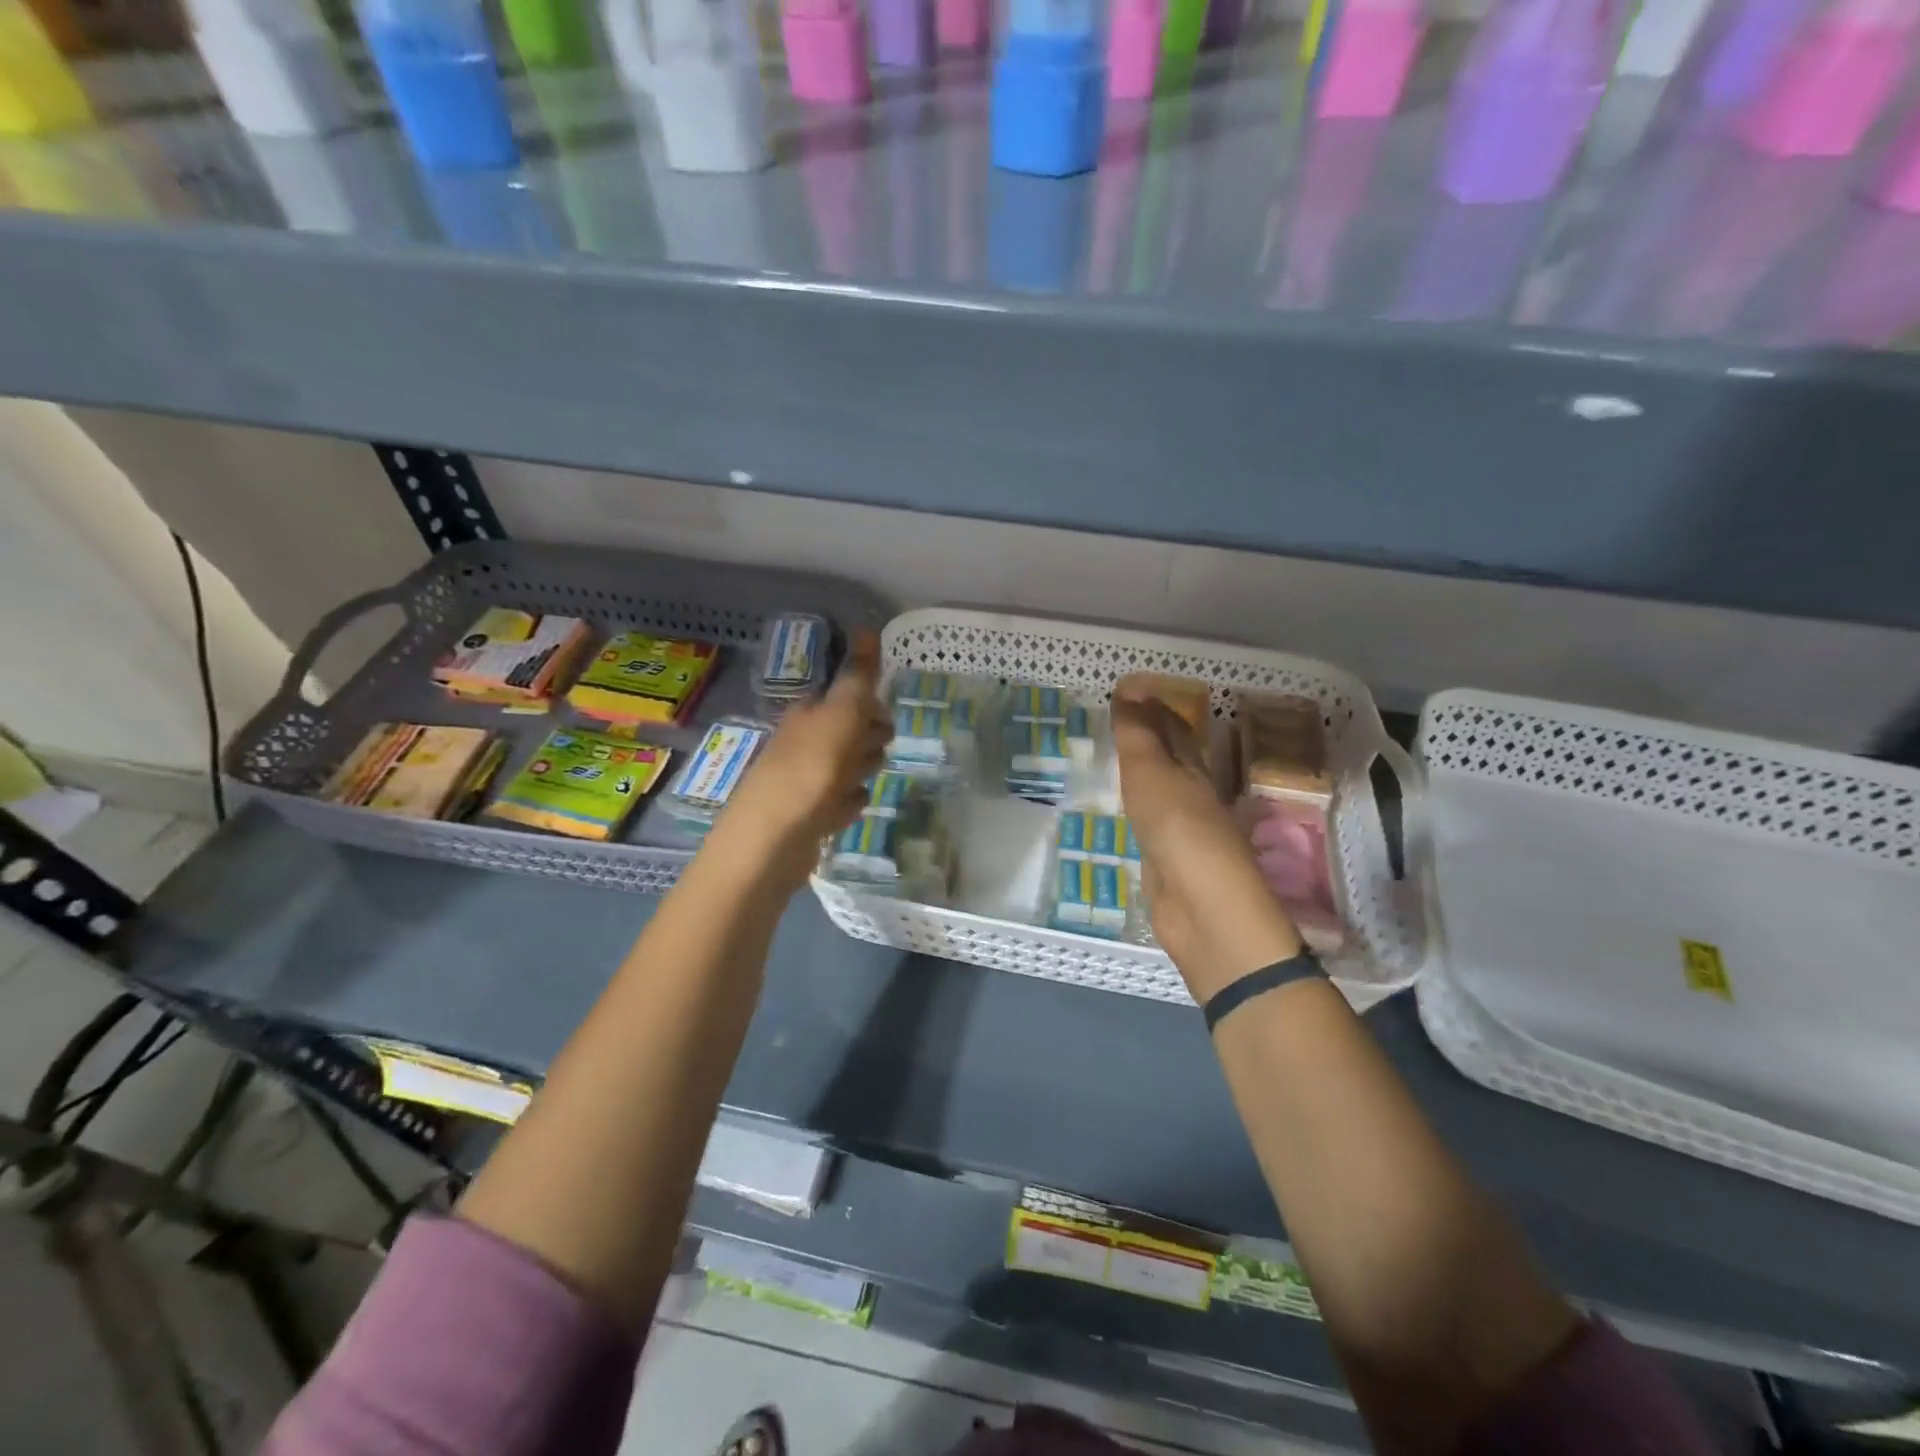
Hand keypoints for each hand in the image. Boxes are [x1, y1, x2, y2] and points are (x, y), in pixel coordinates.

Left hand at [708, 631, 891, 894]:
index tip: (885, 720)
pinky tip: (852, 807)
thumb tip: (869, 627)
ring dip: (860, 769)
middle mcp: (802, 743)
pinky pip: (838, 801)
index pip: (845, 697)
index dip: (869, 706)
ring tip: (863, 779)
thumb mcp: (841, 716)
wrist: (771, 841)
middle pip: (847, 732)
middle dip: (868, 739)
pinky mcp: (807, 816)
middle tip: (875, 752)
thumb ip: (858, 677)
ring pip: (844, 766)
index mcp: (808, 714)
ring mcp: (803, 781)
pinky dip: (848, 802)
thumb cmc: (809, 772)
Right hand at [1112, 691, 1301, 1001]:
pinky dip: (1137, 807)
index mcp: (1193, 768)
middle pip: (1172, 758)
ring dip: (1142, 772)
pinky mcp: (1167, 861)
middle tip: (1119, 719)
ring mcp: (1181, 830)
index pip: (1174, 729)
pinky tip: (1125, 809)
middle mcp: (1192, 794)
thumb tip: (1129, 691)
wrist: (1200, 906)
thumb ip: (1138, 736)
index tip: (1128, 690)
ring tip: (1116, 756)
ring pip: (1160, 789)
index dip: (1153, 707)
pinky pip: (1149, 822)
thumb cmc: (1177, 827)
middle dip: (1151, 737)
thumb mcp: (1152, 773)